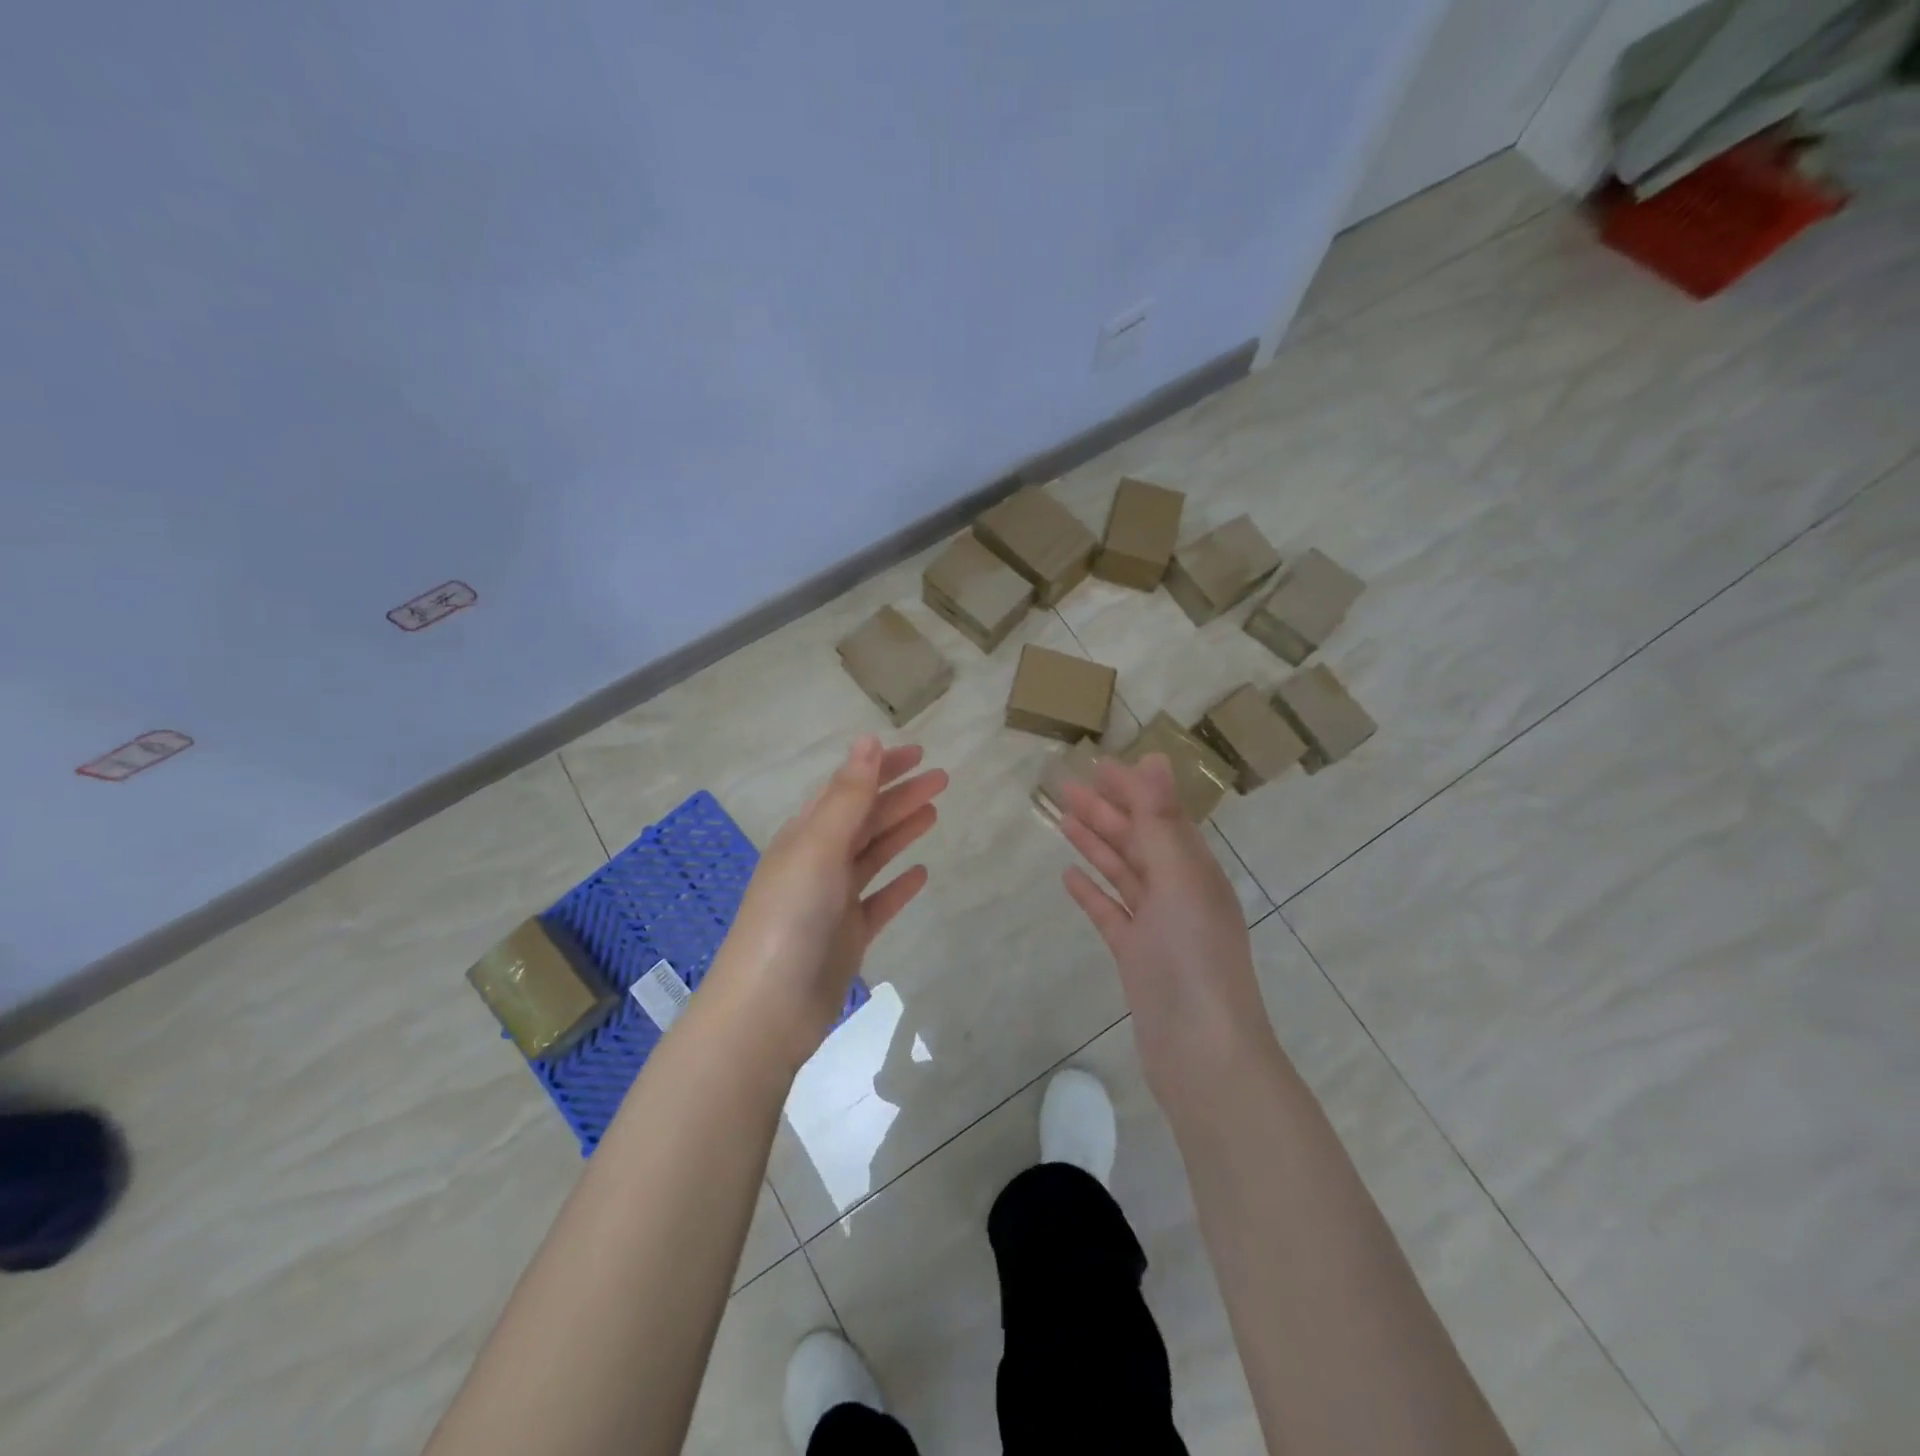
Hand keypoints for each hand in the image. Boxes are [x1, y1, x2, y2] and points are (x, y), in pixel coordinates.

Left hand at [703, 736, 946, 1071]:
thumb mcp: (819, 847)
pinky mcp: (847, 936)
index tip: (918, 752)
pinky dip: (899, 885)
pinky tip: (922, 874)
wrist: (769, 1008)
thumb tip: (868, 740)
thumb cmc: (791, 917)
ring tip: (934, 811)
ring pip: (873, 855)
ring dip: (901, 831)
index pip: (847, 789)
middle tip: (942, 779)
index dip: (880, 768)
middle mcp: (818, 862)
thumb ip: (848, 796)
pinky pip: (879, 901)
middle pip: (865, 819)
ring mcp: (833, 901)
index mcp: (805, 835)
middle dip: (900, 796)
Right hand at [1058, 754, 1269, 1100]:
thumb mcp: (1178, 879)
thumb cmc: (1193, 956)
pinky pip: (1111, 913)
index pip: (1160, 816)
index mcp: (1195, 869)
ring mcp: (1157, 926)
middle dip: (1104, 811)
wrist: (1201, 1051)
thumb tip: (1154, 758)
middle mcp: (1179, 891)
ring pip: (1122, 873)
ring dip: (1095, 845)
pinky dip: (1092, 893)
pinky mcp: (1136, 956)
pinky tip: (1068, 877)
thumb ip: (1160, 821)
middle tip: (1064, 786)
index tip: (1097, 764)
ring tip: (1062, 819)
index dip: (1131, 789)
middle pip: (1137, 841)